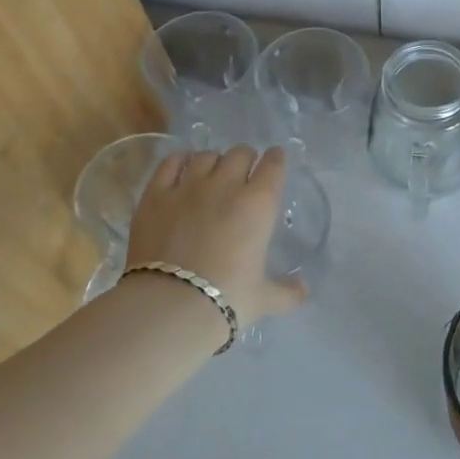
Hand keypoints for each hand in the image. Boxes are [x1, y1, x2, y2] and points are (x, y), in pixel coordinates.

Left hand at [123, 145, 307, 328]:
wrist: (168, 306)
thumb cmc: (226, 298)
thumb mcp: (263, 299)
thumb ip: (287, 292)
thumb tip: (304, 290)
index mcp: (259, 203)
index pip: (274, 164)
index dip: (276, 159)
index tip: (276, 161)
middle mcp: (226, 185)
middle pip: (240, 153)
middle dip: (245, 159)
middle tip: (243, 174)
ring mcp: (188, 187)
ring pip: (206, 156)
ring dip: (214, 161)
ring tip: (212, 174)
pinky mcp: (155, 195)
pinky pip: (169, 163)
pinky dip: (179, 161)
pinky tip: (181, 167)